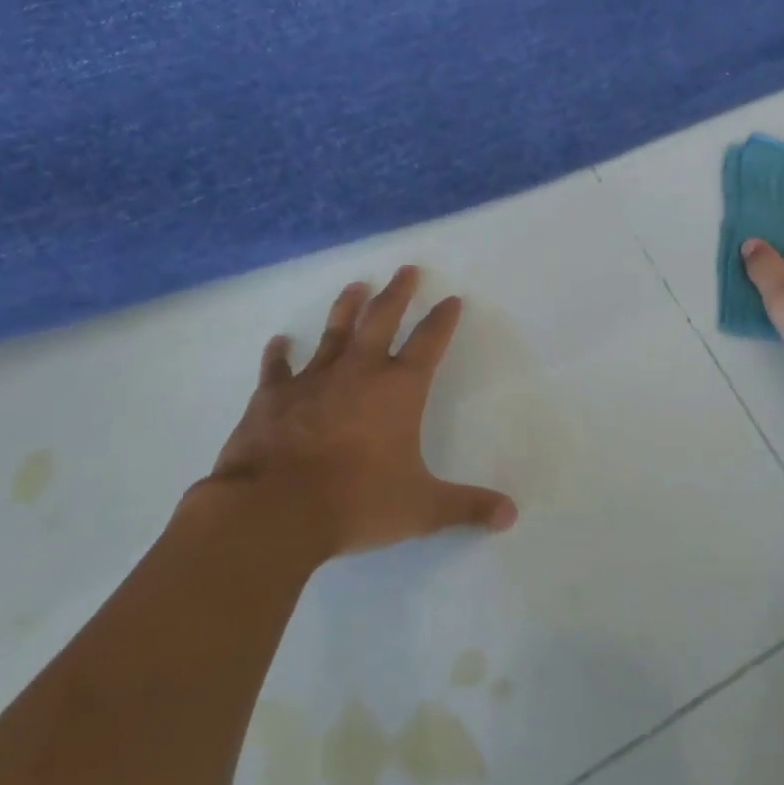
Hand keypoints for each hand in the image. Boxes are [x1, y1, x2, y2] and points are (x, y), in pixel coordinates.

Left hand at [202, 266, 517, 557]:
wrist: (274, 511)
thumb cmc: (356, 503)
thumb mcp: (421, 509)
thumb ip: (466, 507)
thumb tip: (511, 515)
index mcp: (398, 390)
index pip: (429, 342)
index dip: (443, 320)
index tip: (451, 299)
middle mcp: (359, 372)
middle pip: (382, 319)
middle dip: (398, 293)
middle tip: (406, 269)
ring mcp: (313, 380)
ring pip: (334, 332)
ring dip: (346, 307)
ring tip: (356, 285)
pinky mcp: (272, 397)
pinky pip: (277, 369)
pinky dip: (278, 354)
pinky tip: (278, 341)